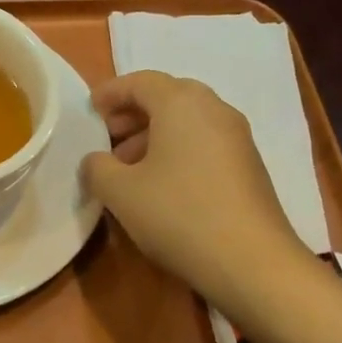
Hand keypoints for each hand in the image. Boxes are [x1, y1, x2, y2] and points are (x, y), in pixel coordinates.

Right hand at [81, 70, 309, 307]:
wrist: (251, 261)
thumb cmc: (177, 214)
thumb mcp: (120, 192)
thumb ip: (97, 167)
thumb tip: (96, 161)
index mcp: (181, 103)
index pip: (140, 81)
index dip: (111, 92)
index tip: (90, 110)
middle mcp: (214, 109)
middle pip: (167, 97)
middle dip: (133, 114)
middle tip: (107, 137)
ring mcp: (238, 137)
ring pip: (187, 122)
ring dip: (154, 135)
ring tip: (128, 167)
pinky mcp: (249, 166)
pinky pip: (204, 143)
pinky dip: (177, 151)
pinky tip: (161, 185)